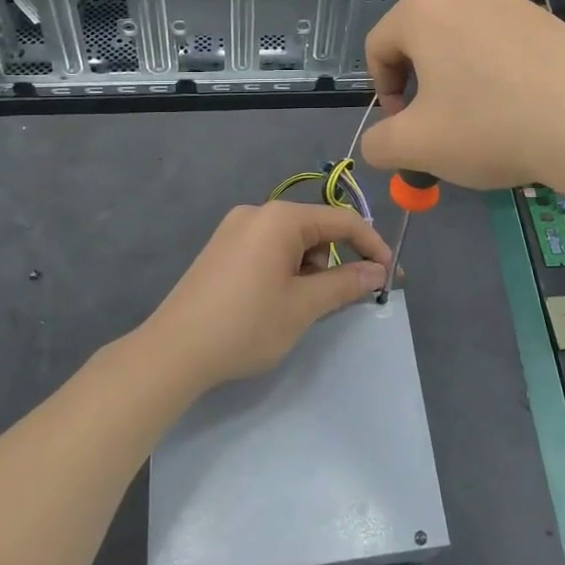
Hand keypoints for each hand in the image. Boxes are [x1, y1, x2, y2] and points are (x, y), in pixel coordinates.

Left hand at [145, 202, 391, 388]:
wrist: (173, 351)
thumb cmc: (246, 324)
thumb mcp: (304, 306)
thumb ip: (346, 283)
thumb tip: (378, 271)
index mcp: (280, 218)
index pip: (342, 220)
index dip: (372, 246)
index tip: (390, 275)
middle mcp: (257, 212)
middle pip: (315, 228)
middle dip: (337, 259)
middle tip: (347, 296)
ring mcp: (235, 229)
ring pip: (291, 240)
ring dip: (310, 267)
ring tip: (305, 306)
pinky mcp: (221, 248)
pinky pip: (268, 248)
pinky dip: (286, 268)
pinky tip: (279, 300)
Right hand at [360, 0, 564, 190]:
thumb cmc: (489, 126)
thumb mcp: (416, 146)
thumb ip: (379, 144)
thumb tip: (379, 142)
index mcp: (422, 9)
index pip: (378, 47)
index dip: (384, 92)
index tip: (405, 128)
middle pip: (423, 41)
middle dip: (423, 86)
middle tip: (440, 128)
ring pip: (465, 42)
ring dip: (460, 80)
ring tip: (483, 123)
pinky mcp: (549, 17)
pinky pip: (504, 44)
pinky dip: (498, 74)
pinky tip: (519, 111)